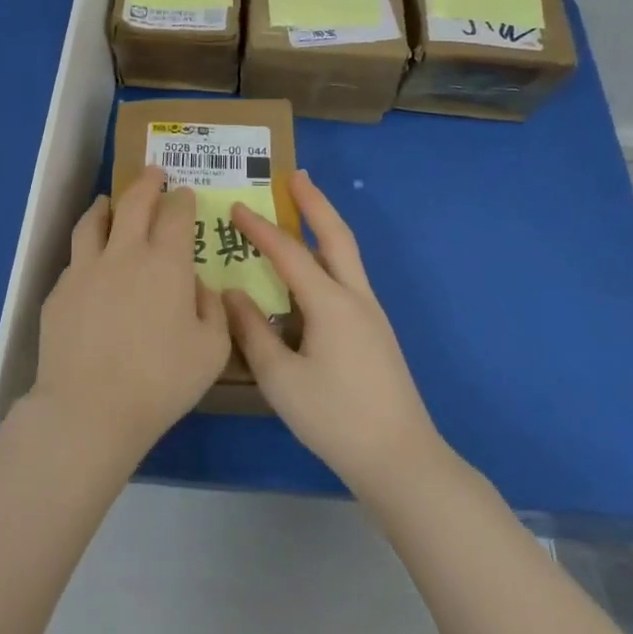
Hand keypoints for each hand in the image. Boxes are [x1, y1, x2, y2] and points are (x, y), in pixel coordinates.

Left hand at [28, 167, 230, 461]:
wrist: (89, 407)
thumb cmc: (161, 381)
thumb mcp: (211, 351)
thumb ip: (213, 311)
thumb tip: (200, 287)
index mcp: (165, 263)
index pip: (175, 215)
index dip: (182, 200)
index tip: (184, 194)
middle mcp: (123, 254)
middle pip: (133, 203)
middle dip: (146, 183)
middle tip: (153, 173)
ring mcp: (85, 269)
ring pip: (94, 221)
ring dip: (107, 205)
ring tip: (109, 201)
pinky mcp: (59, 291)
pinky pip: (76, 258)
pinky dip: (87, 249)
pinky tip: (90, 262)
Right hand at [226, 169, 442, 496]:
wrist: (400, 458)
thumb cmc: (335, 417)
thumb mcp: (281, 378)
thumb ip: (252, 332)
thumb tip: (232, 293)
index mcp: (330, 303)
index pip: (288, 252)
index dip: (259, 228)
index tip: (235, 205)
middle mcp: (355, 297)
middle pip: (336, 235)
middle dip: (315, 202)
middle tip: (296, 175)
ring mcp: (370, 314)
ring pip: (347, 254)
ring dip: (325, 225)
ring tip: (304, 208)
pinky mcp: (374, 332)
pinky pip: (347, 276)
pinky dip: (329, 255)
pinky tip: (314, 270)